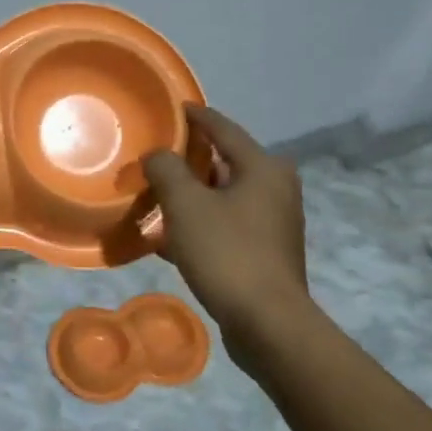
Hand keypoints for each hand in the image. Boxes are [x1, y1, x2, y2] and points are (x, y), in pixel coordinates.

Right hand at [142, 105, 312, 368]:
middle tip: (155, 158)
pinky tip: (167, 239)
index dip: (196, 116)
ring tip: (155, 197)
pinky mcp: (266, 252)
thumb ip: (166, 170)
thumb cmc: (227, 253)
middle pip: (224, 162)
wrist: (267, 323)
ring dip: (191, 197)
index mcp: (263, 167)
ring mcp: (274, 222)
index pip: (223, 128)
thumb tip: (158, 156)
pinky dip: (200, 225)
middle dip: (189, 161)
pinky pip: (226, 225)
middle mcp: (276, 188)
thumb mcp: (186, 205)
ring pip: (223, 197)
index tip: (174, 107)